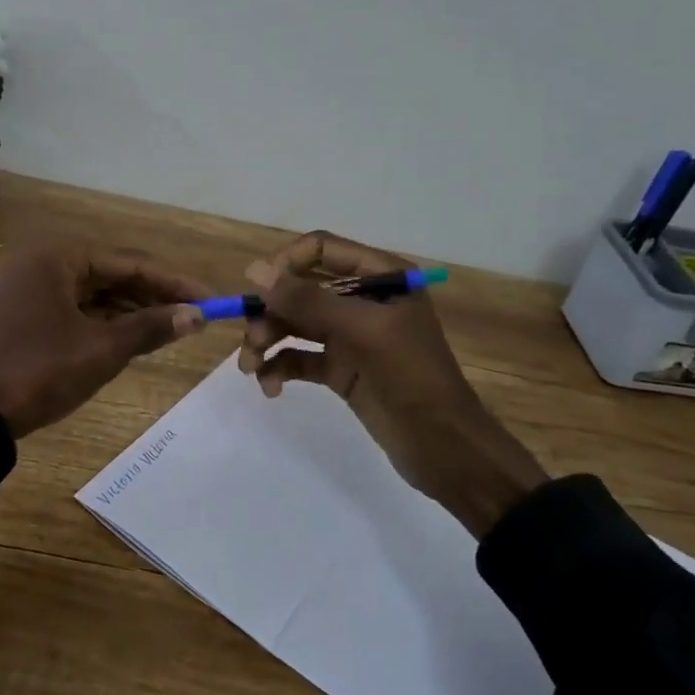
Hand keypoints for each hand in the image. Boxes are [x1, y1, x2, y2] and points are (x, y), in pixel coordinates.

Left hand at [0, 242, 208, 437]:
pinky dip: (106, 322)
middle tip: (194, 316)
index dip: (172, 283)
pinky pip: (78, 309)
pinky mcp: (29, 314)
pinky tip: (135, 335)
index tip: (210, 299)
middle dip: (153, 297)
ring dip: (132, 310)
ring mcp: (33, 289)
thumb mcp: (102, 349)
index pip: (129, 264)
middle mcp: (44, 263)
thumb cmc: (41, 371)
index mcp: (58, 257)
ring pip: (96, 294)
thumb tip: (198, 316)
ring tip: (173, 327)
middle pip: (113, 275)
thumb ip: (150, 327)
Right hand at [238, 231, 547, 538]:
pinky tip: (271, 388)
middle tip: (253, 342)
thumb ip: (306, 299)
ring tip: (251, 369)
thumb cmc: (410, 375)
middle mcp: (362, 299)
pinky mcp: (340, 368)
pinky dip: (280, 369)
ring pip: (294, 324)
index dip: (286, 265)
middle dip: (270, 313)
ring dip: (267, 342)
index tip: (260, 293)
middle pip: (300, 289)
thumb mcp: (360, 331)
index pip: (320, 249)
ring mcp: (350, 335)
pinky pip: (299, 358)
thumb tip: (253, 270)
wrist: (442, 445)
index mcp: (380, 276)